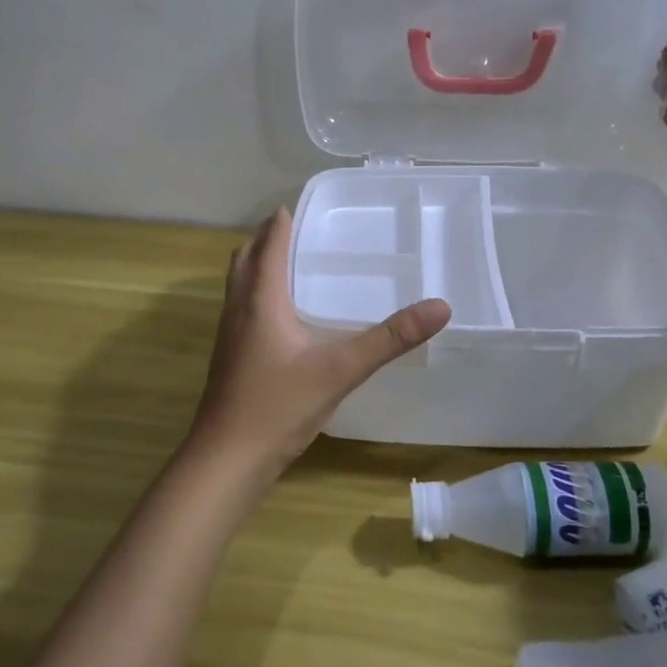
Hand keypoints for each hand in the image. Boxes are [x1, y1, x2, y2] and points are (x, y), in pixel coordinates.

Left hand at [188, 208, 450, 478]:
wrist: (226, 460)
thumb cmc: (278, 407)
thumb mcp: (340, 370)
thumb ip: (389, 339)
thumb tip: (440, 306)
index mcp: (260, 300)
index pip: (268, 245)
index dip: (281, 222)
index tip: (300, 205)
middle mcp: (238, 309)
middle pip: (245, 259)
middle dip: (267, 240)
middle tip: (299, 231)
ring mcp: (229, 335)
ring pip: (239, 284)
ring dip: (258, 266)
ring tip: (292, 265)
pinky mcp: (229, 357)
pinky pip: (241, 308)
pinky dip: (257, 294)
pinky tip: (283, 318)